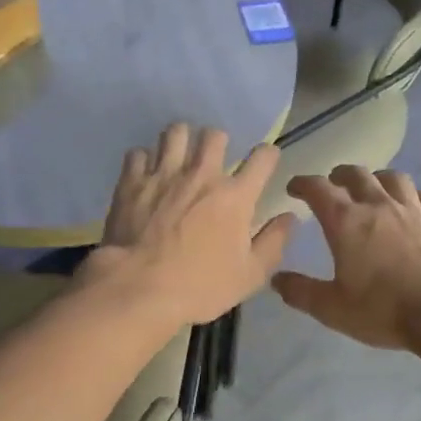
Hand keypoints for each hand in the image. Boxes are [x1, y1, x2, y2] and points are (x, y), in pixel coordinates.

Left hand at [88, 123, 295, 325]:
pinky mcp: (132, 181)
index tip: (264, 162)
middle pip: (214, 135)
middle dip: (218, 142)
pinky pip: (139, 153)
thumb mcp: (250, 276)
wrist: (139, 287)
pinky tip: (146, 174)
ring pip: (175, 132)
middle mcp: (201, 174)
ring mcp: (164, 174)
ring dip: (181, 141)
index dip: (268, 155)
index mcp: (235, 196)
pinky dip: (145, 160)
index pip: (263, 157)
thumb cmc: (199, 286)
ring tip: (178, 157)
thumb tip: (289, 217)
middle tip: (213, 160)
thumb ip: (274, 242)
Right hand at [271, 166, 420, 351]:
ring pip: (394, 178)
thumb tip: (276, 279)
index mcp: (346, 222)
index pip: (318, 188)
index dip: (302, 184)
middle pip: (357, 174)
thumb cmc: (383, 310)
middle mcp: (378, 206)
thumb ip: (301, 292)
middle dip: (340, 175)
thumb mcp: (332, 309)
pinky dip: (420, 197)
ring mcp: (414, 210)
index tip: (294, 188)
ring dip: (379, 178)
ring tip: (374, 188)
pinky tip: (418, 207)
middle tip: (333, 183)